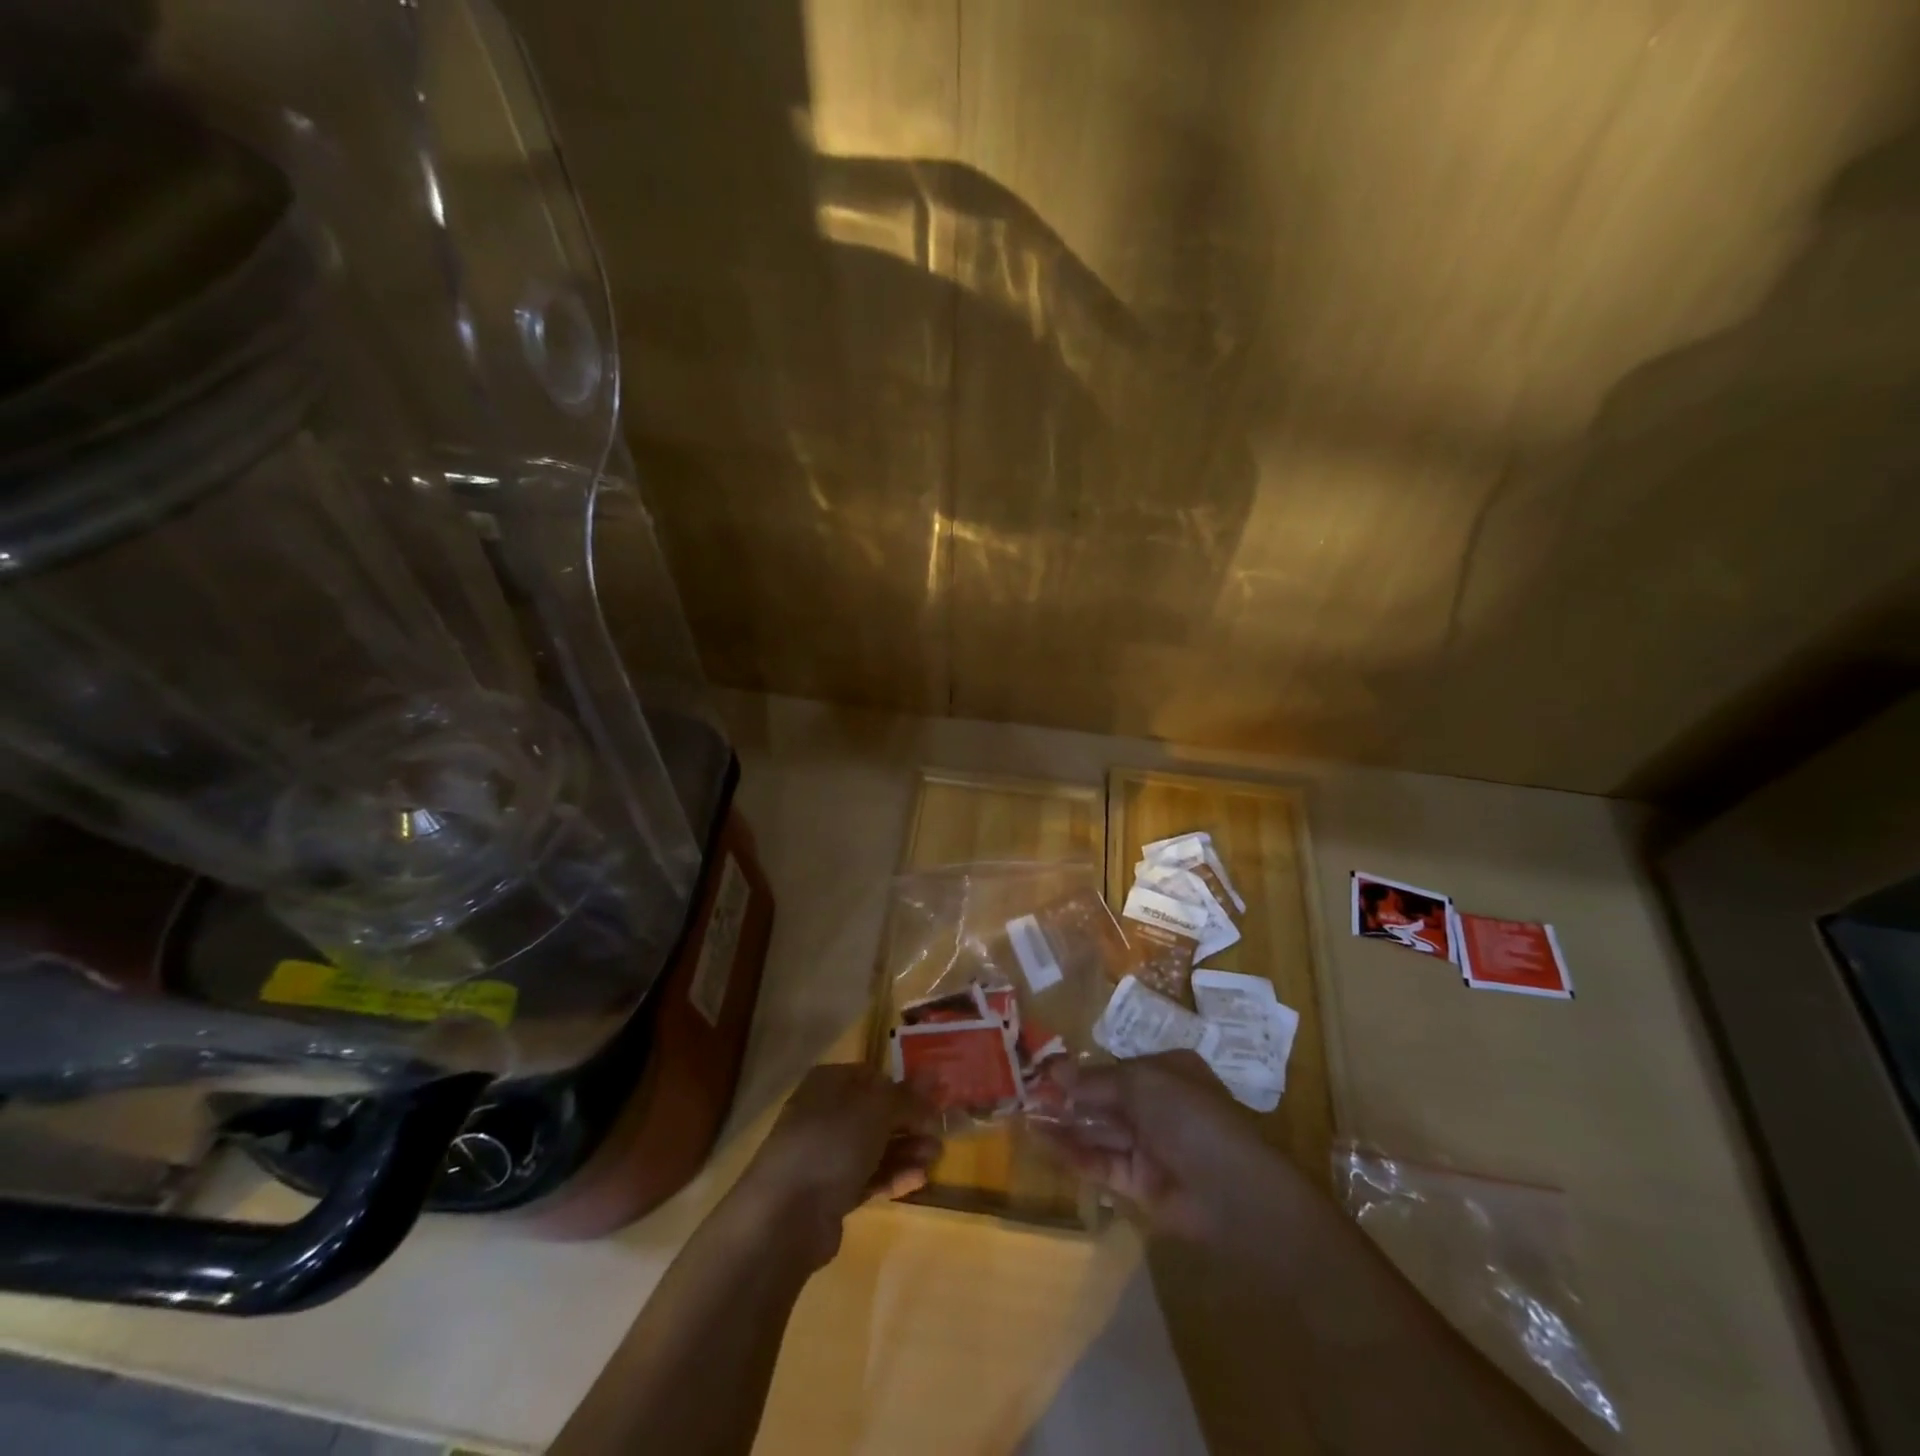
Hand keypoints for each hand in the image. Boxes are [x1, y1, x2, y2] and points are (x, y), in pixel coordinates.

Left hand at [733, 1064, 940, 1268]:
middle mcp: (826, 1113)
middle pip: (876, 1113)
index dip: (905, 1087)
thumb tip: (933, 1074)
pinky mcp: (831, 1193)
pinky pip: (868, 1177)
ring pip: (875, 1147)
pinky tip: (919, 1179)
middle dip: (910, 1123)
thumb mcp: (876, 1110)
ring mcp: (826, 1155)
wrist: (785, 1215)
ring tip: (936, 1157)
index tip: (934, 1101)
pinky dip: (893, 1176)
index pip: (874, 1077)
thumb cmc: (831, 1143)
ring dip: (907, 1150)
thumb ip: (907, 1096)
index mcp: (830, 1082)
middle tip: (940, 1134)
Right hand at [1044, 1051, 1307, 1245]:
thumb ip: (1096, 1080)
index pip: (1115, 1067)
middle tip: (1025, 1093)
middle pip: (1103, 1098)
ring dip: (1064, 1124)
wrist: (1231, 1191)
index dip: (1080, 1069)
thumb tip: (1054, 1070)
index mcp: (1166, 1072)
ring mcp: (1148, 1146)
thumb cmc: (1190, 1116)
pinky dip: (1073, 1153)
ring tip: (1024, 1116)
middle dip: (1066, 1096)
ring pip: (1098, 1130)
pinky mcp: (1139, 1184)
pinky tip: (1043, 1143)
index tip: (1044, 1069)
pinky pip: (1101, 1162)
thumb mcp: (1141, 1083)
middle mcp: (1156, 1106)